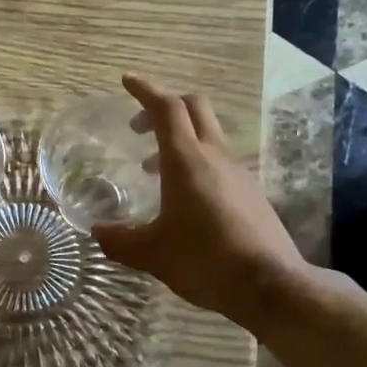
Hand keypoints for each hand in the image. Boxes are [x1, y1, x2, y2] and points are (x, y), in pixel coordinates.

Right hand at [92, 75, 325, 329]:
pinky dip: (196, 164)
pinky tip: (183, 200)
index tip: (126, 81)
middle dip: (164, 106)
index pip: (166, 108)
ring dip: (179, 139)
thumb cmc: (204, 260)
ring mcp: (237, 173)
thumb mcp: (152, 253)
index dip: (145, 90)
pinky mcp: (251, 193)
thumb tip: (97, 232)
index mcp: (186, 160)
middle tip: (138, 125)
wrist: (270, 284)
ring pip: (207, 136)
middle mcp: (214, 157)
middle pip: (194, 108)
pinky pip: (218, 163)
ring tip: (152, 169)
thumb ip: (120, 240)